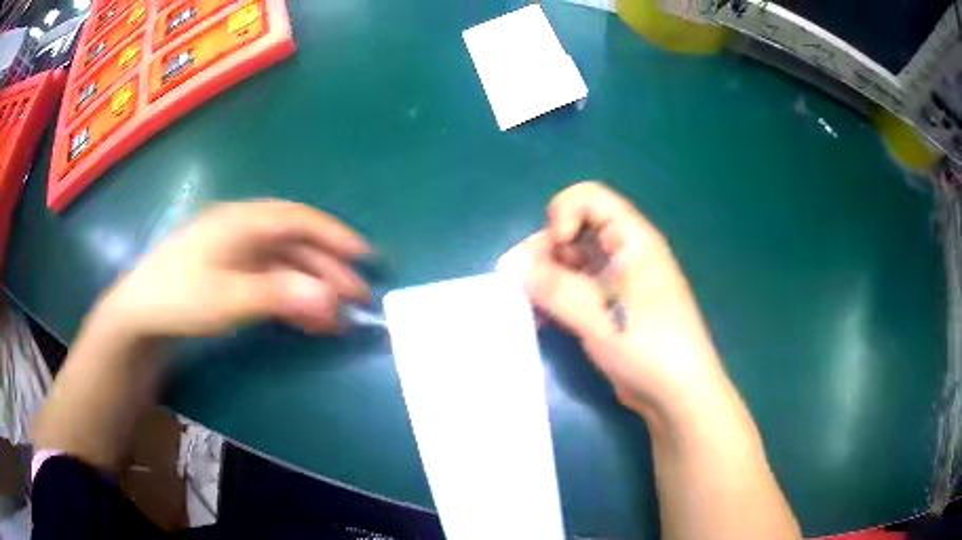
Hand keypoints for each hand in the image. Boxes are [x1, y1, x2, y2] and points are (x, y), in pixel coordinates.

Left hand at [95, 200, 370, 338]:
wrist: (139, 314)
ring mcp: (236, 254)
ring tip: (338, 317)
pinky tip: (308, 319)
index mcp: (243, 222)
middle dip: (329, 269)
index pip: (299, 220)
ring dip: (313, 288)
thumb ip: (280, 295)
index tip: (365, 257)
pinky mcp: (231, 275)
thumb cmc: (179, 297)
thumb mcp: (228, 297)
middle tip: (358, 298)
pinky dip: (292, 299)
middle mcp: (244, 231)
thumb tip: (331, 298)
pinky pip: (271, 282)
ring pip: (286, 266)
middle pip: (296, 244)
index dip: (335, 235)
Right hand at [520, 182, 726, 418]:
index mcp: (632, 239)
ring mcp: (615, 282)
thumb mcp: (598, 314)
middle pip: (574, 230)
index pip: (589, 198)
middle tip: (523, 282)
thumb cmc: (647, 345)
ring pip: (571, 262)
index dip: (562, 213)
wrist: (676, 394)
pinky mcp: (608, 308)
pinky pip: (574, 290)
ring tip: (527, 304)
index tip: (553, 246)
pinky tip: (540, 319)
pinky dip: (555, 298)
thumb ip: (553, 286)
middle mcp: (623, 253)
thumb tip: (514, 266)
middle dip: (545, 251)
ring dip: (546, 277)